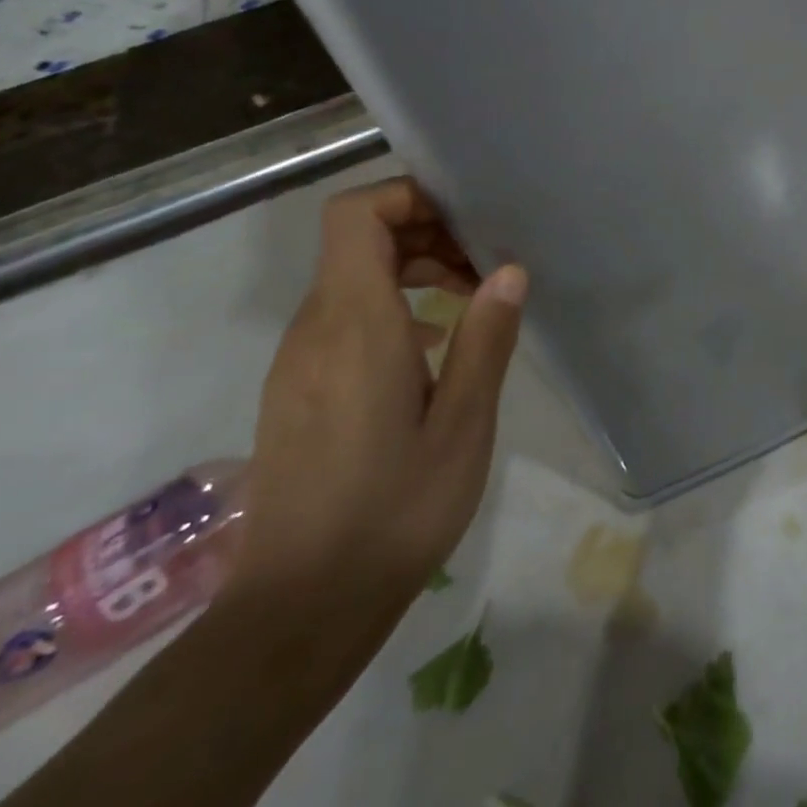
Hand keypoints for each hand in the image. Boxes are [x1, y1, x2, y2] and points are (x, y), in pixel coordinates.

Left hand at [228, 176, 526, 637]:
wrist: (300, 610)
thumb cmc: (394, 510)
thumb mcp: (463, 424)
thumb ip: (485, 339)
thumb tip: (508, 269)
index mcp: (355, 324)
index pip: (355, 216)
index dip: (406, 196)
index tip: (465, 217)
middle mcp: (316, 329)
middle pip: (359, 240)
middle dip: (426, 232)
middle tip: (485, 264)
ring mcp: (299, 361)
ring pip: (353, 278)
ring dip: (413, 269)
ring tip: (471, 300)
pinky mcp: (297, 389)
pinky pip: (343, 318)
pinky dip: (391, 306)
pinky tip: (434, 348)